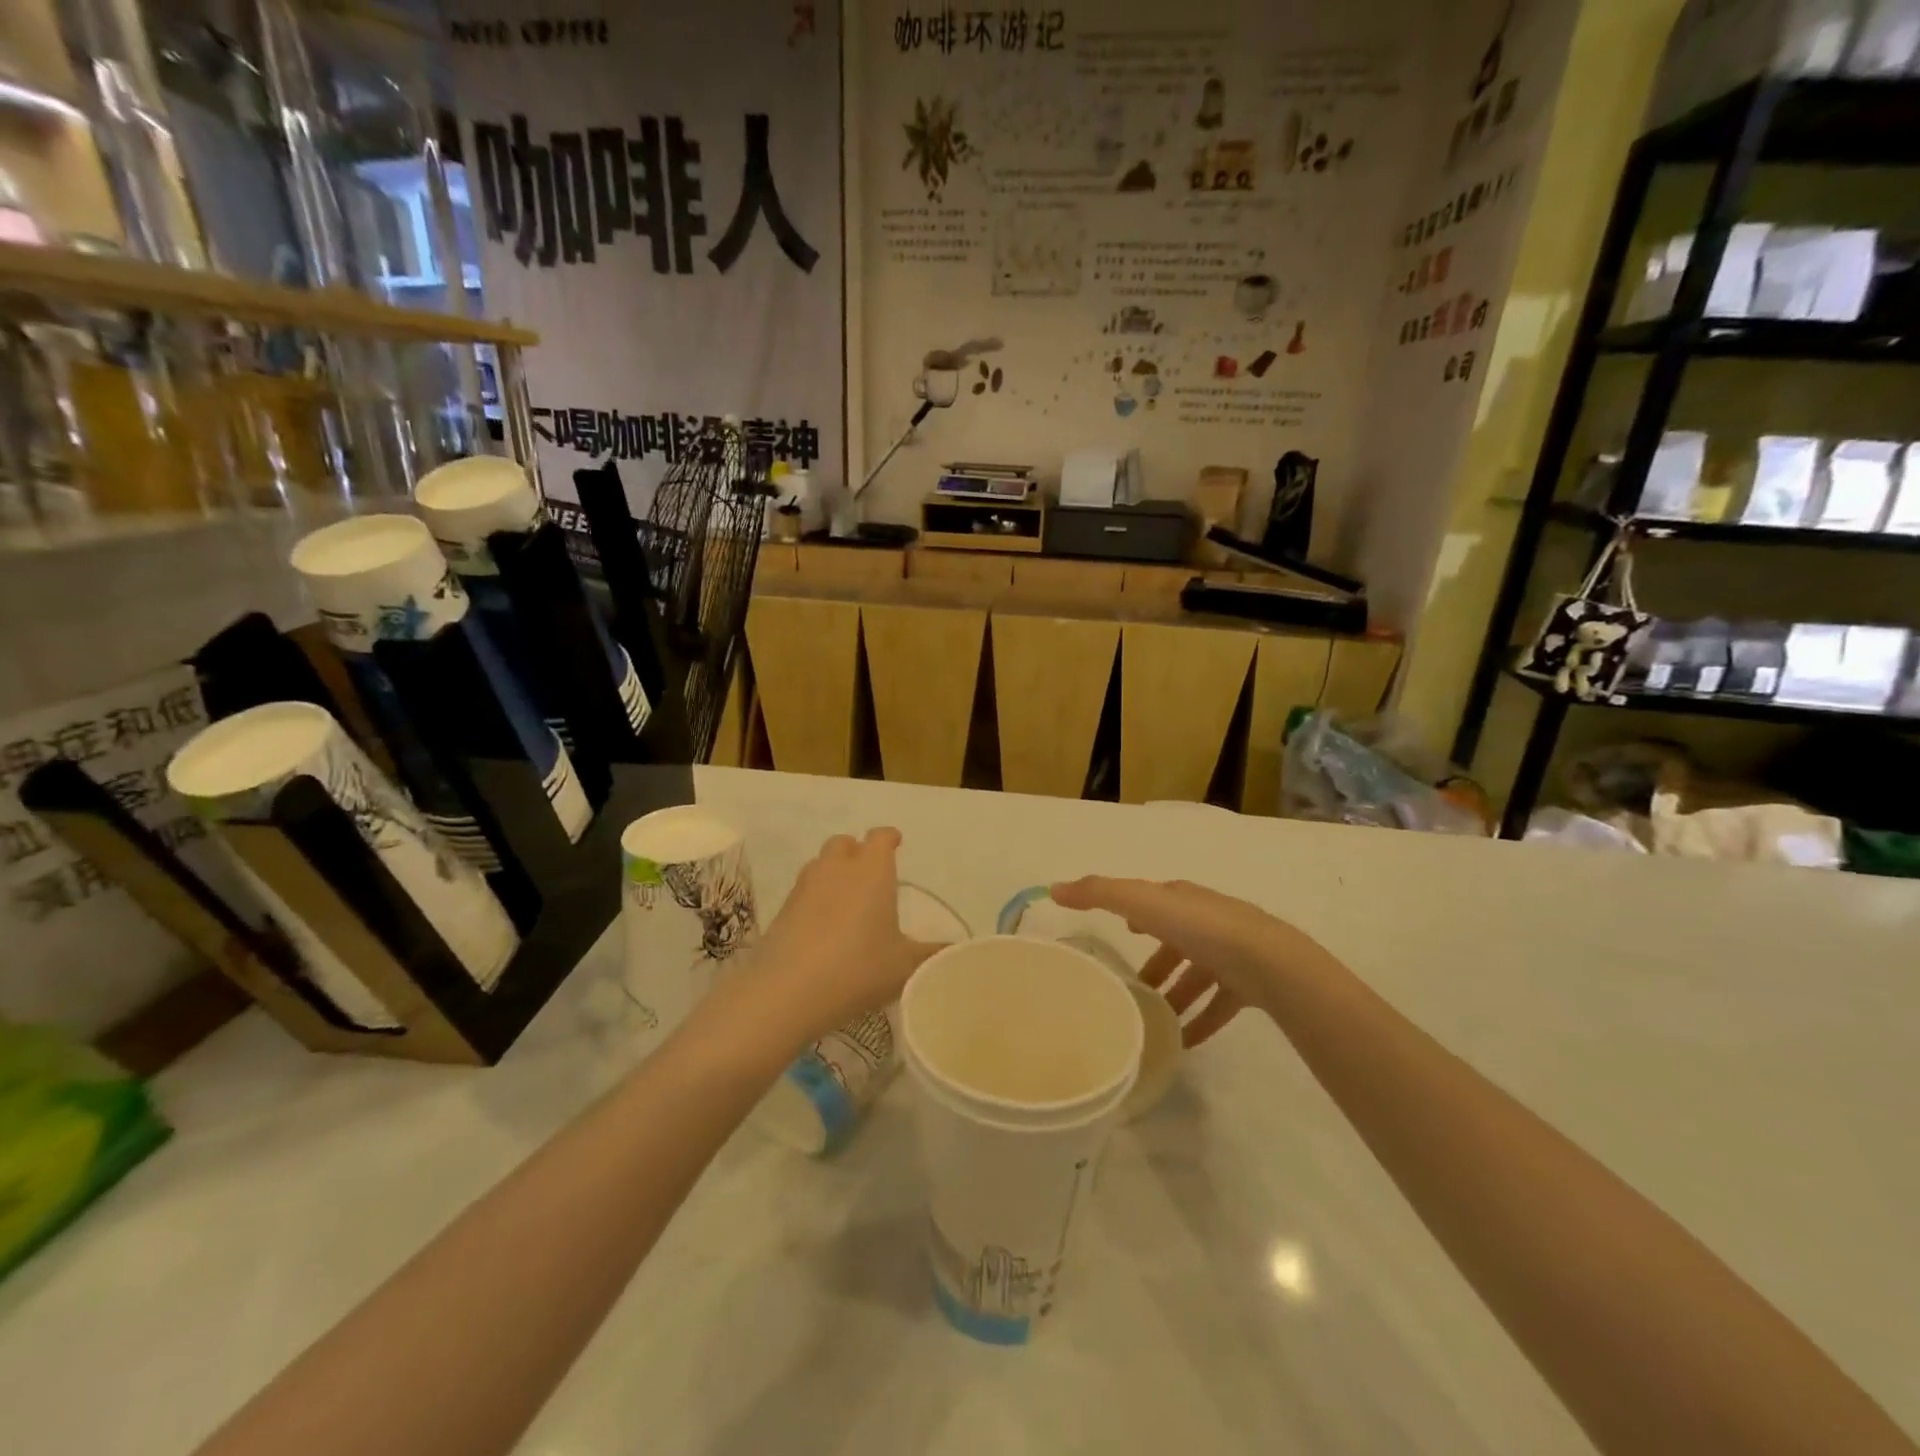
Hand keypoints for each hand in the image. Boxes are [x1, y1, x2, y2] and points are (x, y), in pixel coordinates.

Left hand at [749, 829, 938, 1046]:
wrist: (789, 991)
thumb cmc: (859, 967)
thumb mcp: (906, 966)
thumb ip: (933, 955)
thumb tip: (955, 951)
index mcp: (872, 870)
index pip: (881, 837)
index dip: (889, 838)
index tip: (896, 843)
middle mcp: (837, 868)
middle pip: (845, 843)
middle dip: (858, 851)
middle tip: (871, 873)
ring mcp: (805, 887)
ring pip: (820, 864)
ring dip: (834, 872)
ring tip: (847, 898)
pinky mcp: (782, 910)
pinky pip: (803, 891)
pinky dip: (815, 899)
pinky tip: (823, 926)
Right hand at [1051, 877, 1330, 1047]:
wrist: (1268, 962)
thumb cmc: (1200, 928)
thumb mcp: (1141, 904)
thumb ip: (1098, 894)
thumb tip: (1054, 887)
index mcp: (1182, 899)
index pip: (1155, 901)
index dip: (1137, 914)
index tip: (1122, 933)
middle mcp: (1207, 921)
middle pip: (1176, 941)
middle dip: (1156, 962)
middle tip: (1133, 989)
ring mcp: (1232, 953)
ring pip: (1197, 975)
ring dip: (1175, 995)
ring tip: (1153, 1022)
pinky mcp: (1250, 984)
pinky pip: (1219, 1004)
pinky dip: (1201, 1020)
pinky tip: (1185, 1043)